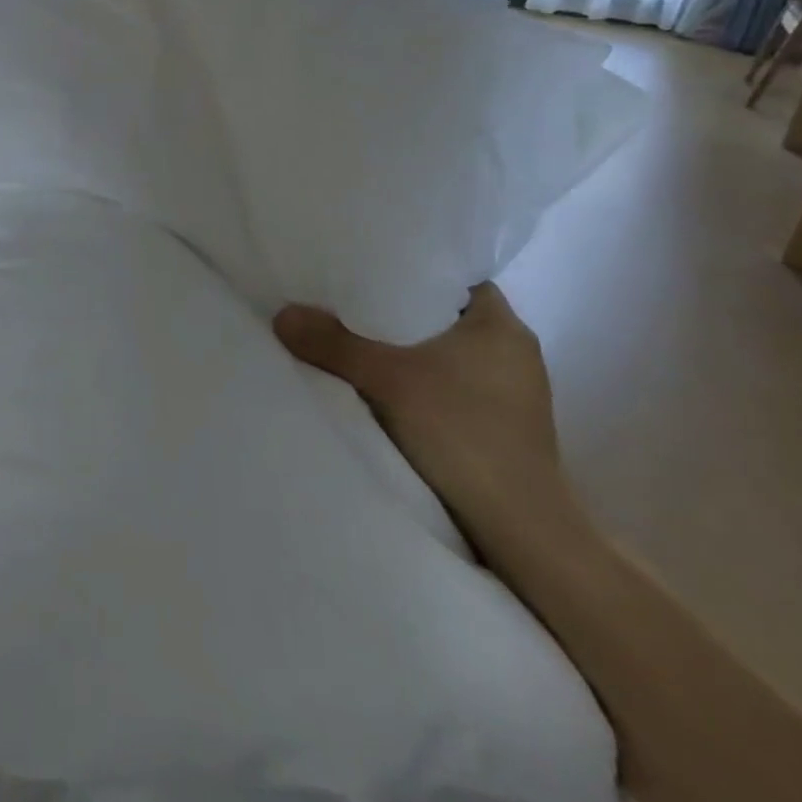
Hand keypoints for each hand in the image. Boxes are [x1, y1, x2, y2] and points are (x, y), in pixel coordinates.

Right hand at [273, 284, 579, 550]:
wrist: (519, 530)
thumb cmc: (462, 433)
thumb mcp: (385, 380)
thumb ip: (331, 343)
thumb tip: (282, 315)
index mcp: (501, 325)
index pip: (452, 277)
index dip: (409, 270)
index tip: (365, 271)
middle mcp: (515, 351)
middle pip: (445, 315)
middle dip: (400, 312)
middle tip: (349, 305)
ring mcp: (514, 393)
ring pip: (449, 353)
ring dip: (410, 351)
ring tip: (361, 345)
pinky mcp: (505, 427)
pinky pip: (454, 385)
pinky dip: (423, 382)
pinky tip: (390, 390)